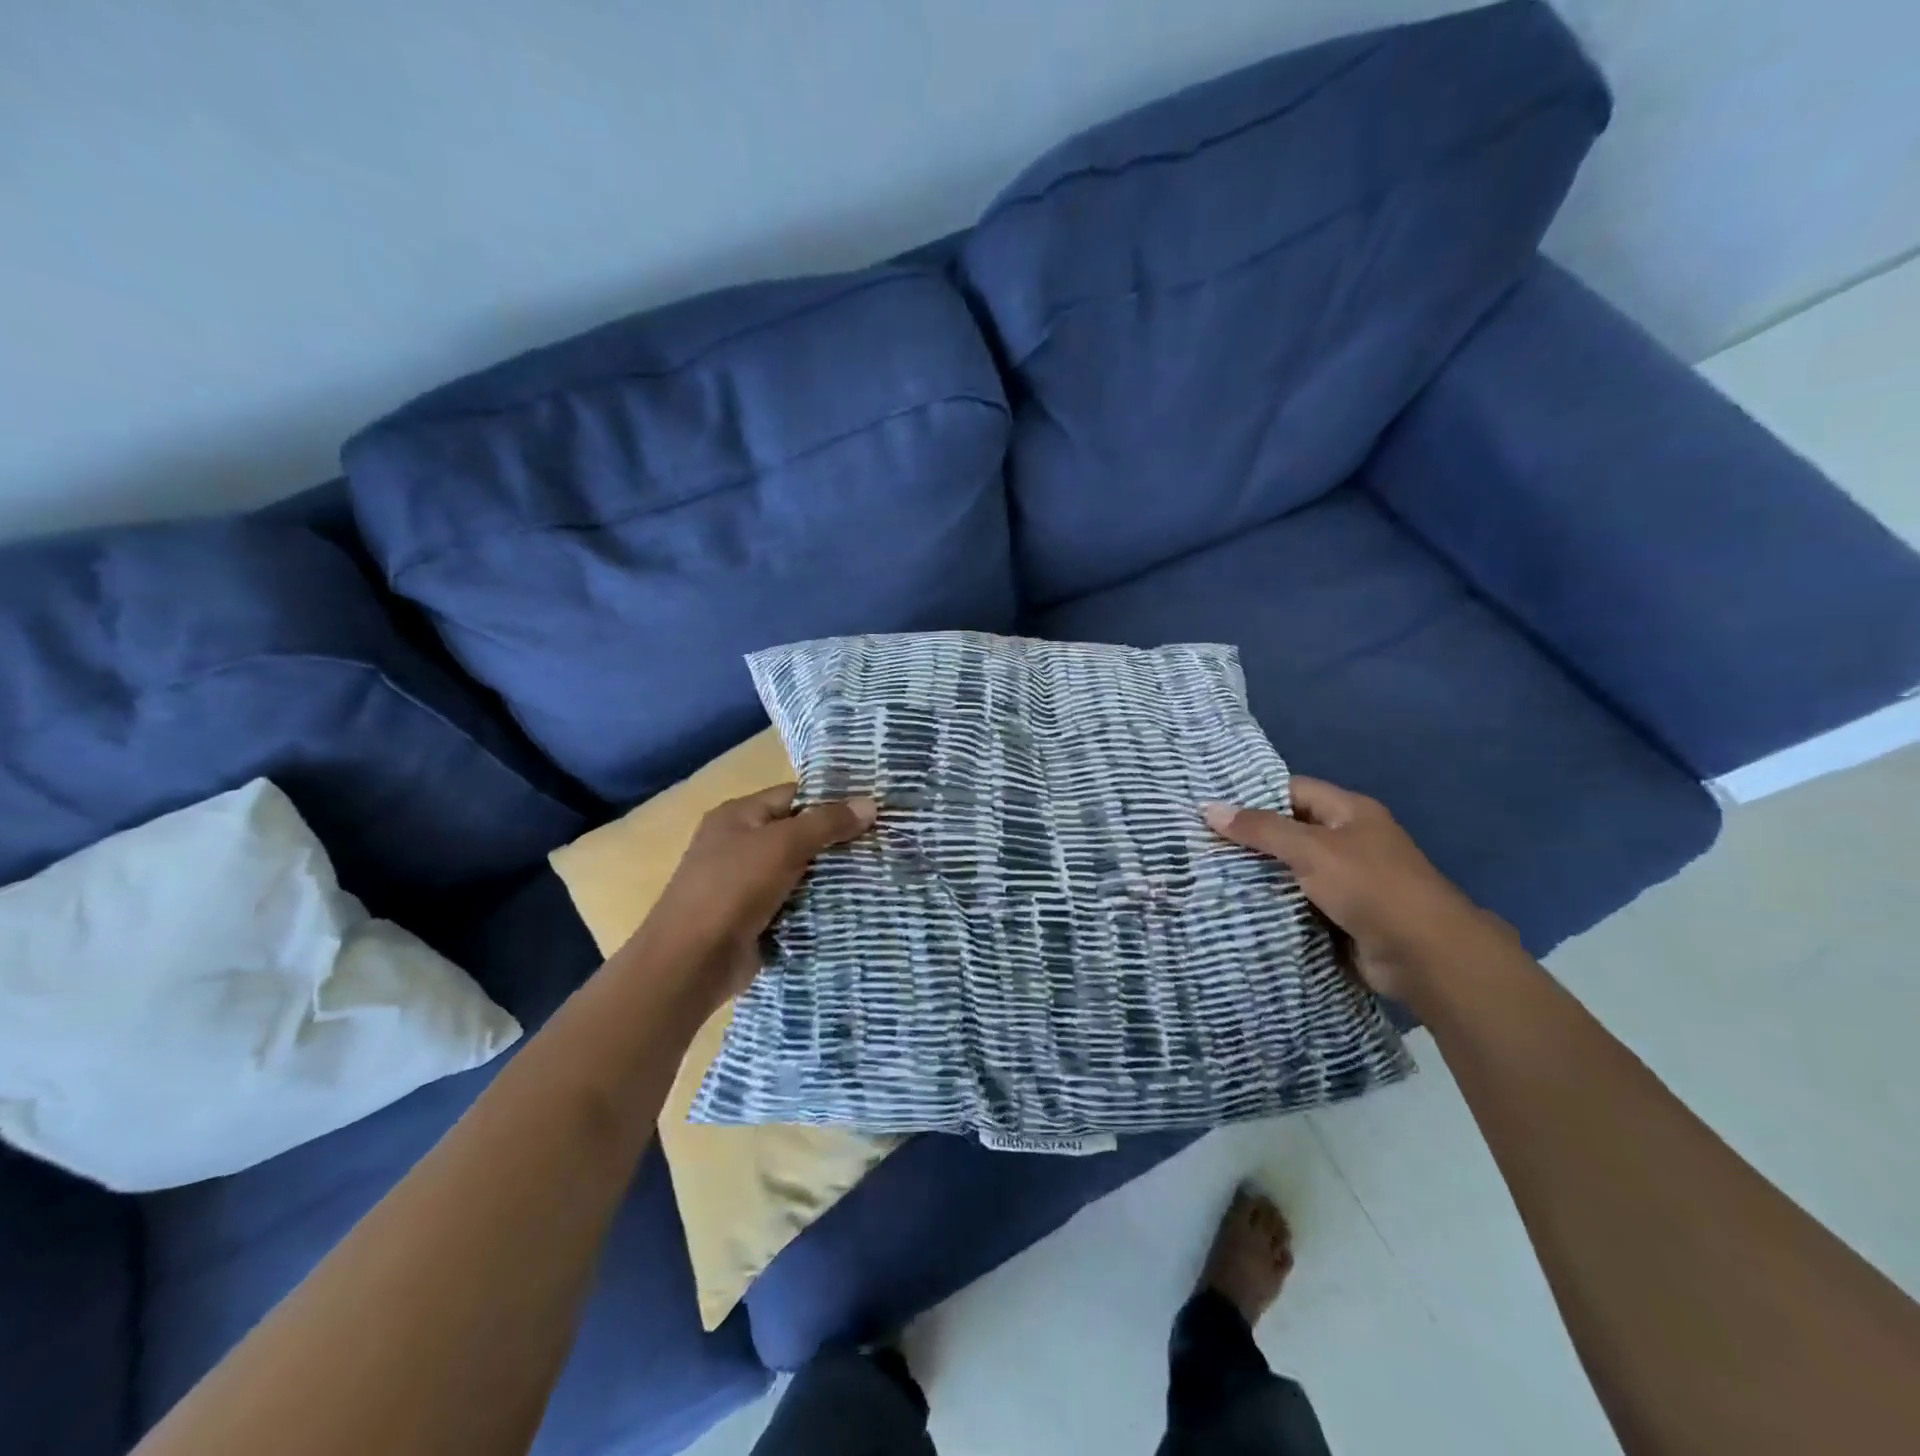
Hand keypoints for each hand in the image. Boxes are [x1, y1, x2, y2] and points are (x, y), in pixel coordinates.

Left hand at [636, 784, 875, 1010]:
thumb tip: (870, 804)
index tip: (875, 809)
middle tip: (884, 843)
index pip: (795, 796)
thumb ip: (826, 823)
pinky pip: (796, 903)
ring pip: (802, 871)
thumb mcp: (782, 845)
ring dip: (833, 876)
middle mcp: (741, 844)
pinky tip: (855, 904)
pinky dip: (820, 904)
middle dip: (838, 841)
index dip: (833, 800)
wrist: (691, 962)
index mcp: (738, 815)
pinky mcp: (757, 918)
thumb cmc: (732, 889)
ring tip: (879, 872)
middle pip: (800, 834)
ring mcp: (747, 884)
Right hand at [1202, 777, 1514, 1004]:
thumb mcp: (1312, 849)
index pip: (1293, 790)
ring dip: (1258, 873)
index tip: (1212, 804)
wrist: (1425, 956)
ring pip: (1290, 868)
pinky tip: (1235, 902)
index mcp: (1350, 812)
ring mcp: (1346, 880)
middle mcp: (1349, 840)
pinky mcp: (1341, 915)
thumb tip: (1209, 808)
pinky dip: (1272, 902)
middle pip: (1289, 830)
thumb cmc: (1371, 887)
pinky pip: (1298, 900)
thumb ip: (1261, 830)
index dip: (1253, 794)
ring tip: (1206, 870)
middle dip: (1249, 837)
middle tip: (1199, 839)